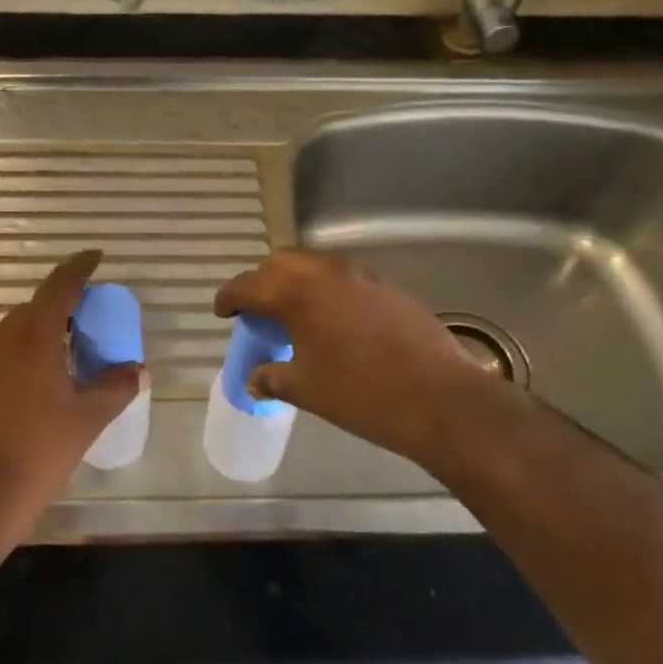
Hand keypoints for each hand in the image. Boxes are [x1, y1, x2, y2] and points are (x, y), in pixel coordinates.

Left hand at [0, 250, 144, 533]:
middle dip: (63, 306)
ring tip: (67, 351)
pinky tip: (38, 381)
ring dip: (42, 331)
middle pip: (36, 307)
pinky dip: (23, 353)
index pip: (59, 286)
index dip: (79, 268)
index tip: (95, 258)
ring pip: (16, 330)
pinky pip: (1, 353)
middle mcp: (2, 338)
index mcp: (33, 336)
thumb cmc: (37, 451)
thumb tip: (137, 370)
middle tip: (90, 319)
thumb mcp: (87, 419)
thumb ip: (115, 387)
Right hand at [214, 249, 528, 471]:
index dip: (230, 297)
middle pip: (281, 264)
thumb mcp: (306, 389)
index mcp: (298, 293)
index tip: (222, 311)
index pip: (249, 285)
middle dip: (262, 281)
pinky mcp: (388, 288)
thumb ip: (273, 377)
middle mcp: (326, 273)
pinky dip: (327, 291)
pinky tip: (332, 322)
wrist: (439, 399)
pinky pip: (344, 279)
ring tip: (293, 314)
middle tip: (256, 310)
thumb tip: (255, 378)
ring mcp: (361, 276)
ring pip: (315, 266)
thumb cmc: (361, 394)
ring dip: (296, 282)